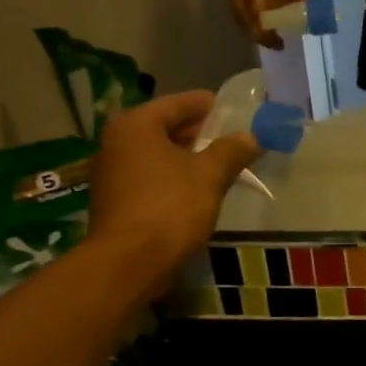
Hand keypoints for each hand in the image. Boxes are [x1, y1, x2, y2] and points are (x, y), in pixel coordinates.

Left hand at [87, 91, 261, 292]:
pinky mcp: (117, 200)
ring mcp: (113, 173)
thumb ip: (232, 150)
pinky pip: (153, 177)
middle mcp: (117, 142)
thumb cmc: (170, 206)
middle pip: (167, 127)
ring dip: (189, 157)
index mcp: (136, 125)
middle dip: (202, 133)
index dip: (210, 106)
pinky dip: (176, 177)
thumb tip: (252, 136)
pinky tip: (200, 190)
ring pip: (159, 154)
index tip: (236, 111)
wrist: (130, 262)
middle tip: (235, 139)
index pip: (179, 103)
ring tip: (223, 165)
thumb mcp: (210, 174)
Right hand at [229, 0, 328, 48]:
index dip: (256, 4)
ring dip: (252, 27)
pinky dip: (255, 23)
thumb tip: (301, 10)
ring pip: (238, 4)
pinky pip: (244, 6)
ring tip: (275, 43)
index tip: (266, 27)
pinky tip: (271, 36)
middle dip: (253, 23)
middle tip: (273, 42)